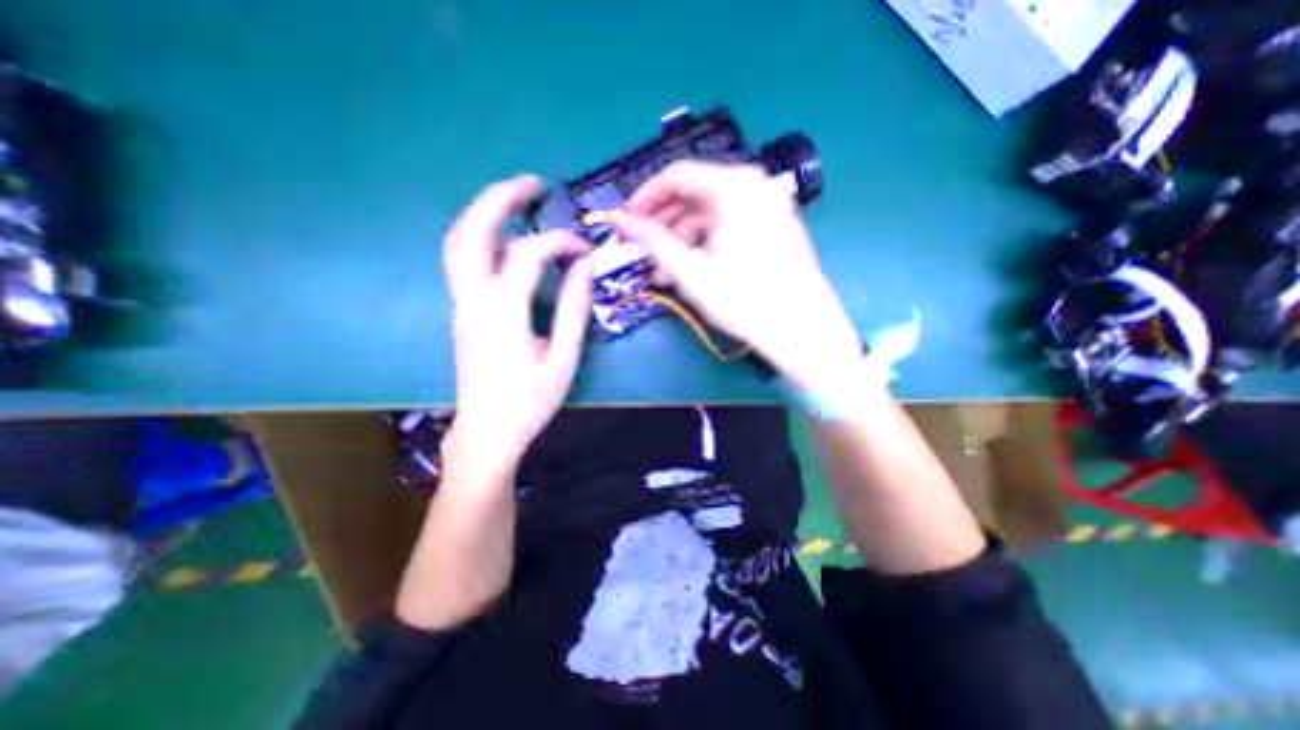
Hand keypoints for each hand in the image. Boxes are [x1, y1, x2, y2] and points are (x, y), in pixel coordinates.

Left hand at [446, 173, 592, 471]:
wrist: (488, 430)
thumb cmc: (529, 401)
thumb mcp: (562, 359)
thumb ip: (573, 310)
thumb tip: (584, 267)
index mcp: (502, 312)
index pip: (527, 254)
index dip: (559, 242)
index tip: (583, 250)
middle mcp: (473, 299)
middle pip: (471, 231)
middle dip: (499, 198)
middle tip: (530, 183)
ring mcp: (461, 304)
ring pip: (458, 242)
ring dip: (484, 213)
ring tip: (515, 200)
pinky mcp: (461, 312)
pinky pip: (462, 260)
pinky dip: (481, 236)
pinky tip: (504, 237)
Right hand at [619, 160, 859, 393]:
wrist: (802, 328)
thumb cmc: (744, 299)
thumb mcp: (691, 272)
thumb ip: (654, 242)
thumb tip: (626, 224)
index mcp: (734, 188)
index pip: (677, 176)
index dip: (646, 197)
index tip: (627, 219)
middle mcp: (754, 187)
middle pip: (695, 194)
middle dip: (664, 221)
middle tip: (642, 246)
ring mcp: (768, 206)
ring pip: (711, 213)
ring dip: (682, 237)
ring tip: (662, 268)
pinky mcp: (774, 227)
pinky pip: (730, 225)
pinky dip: (706, 242)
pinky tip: (690, 267)